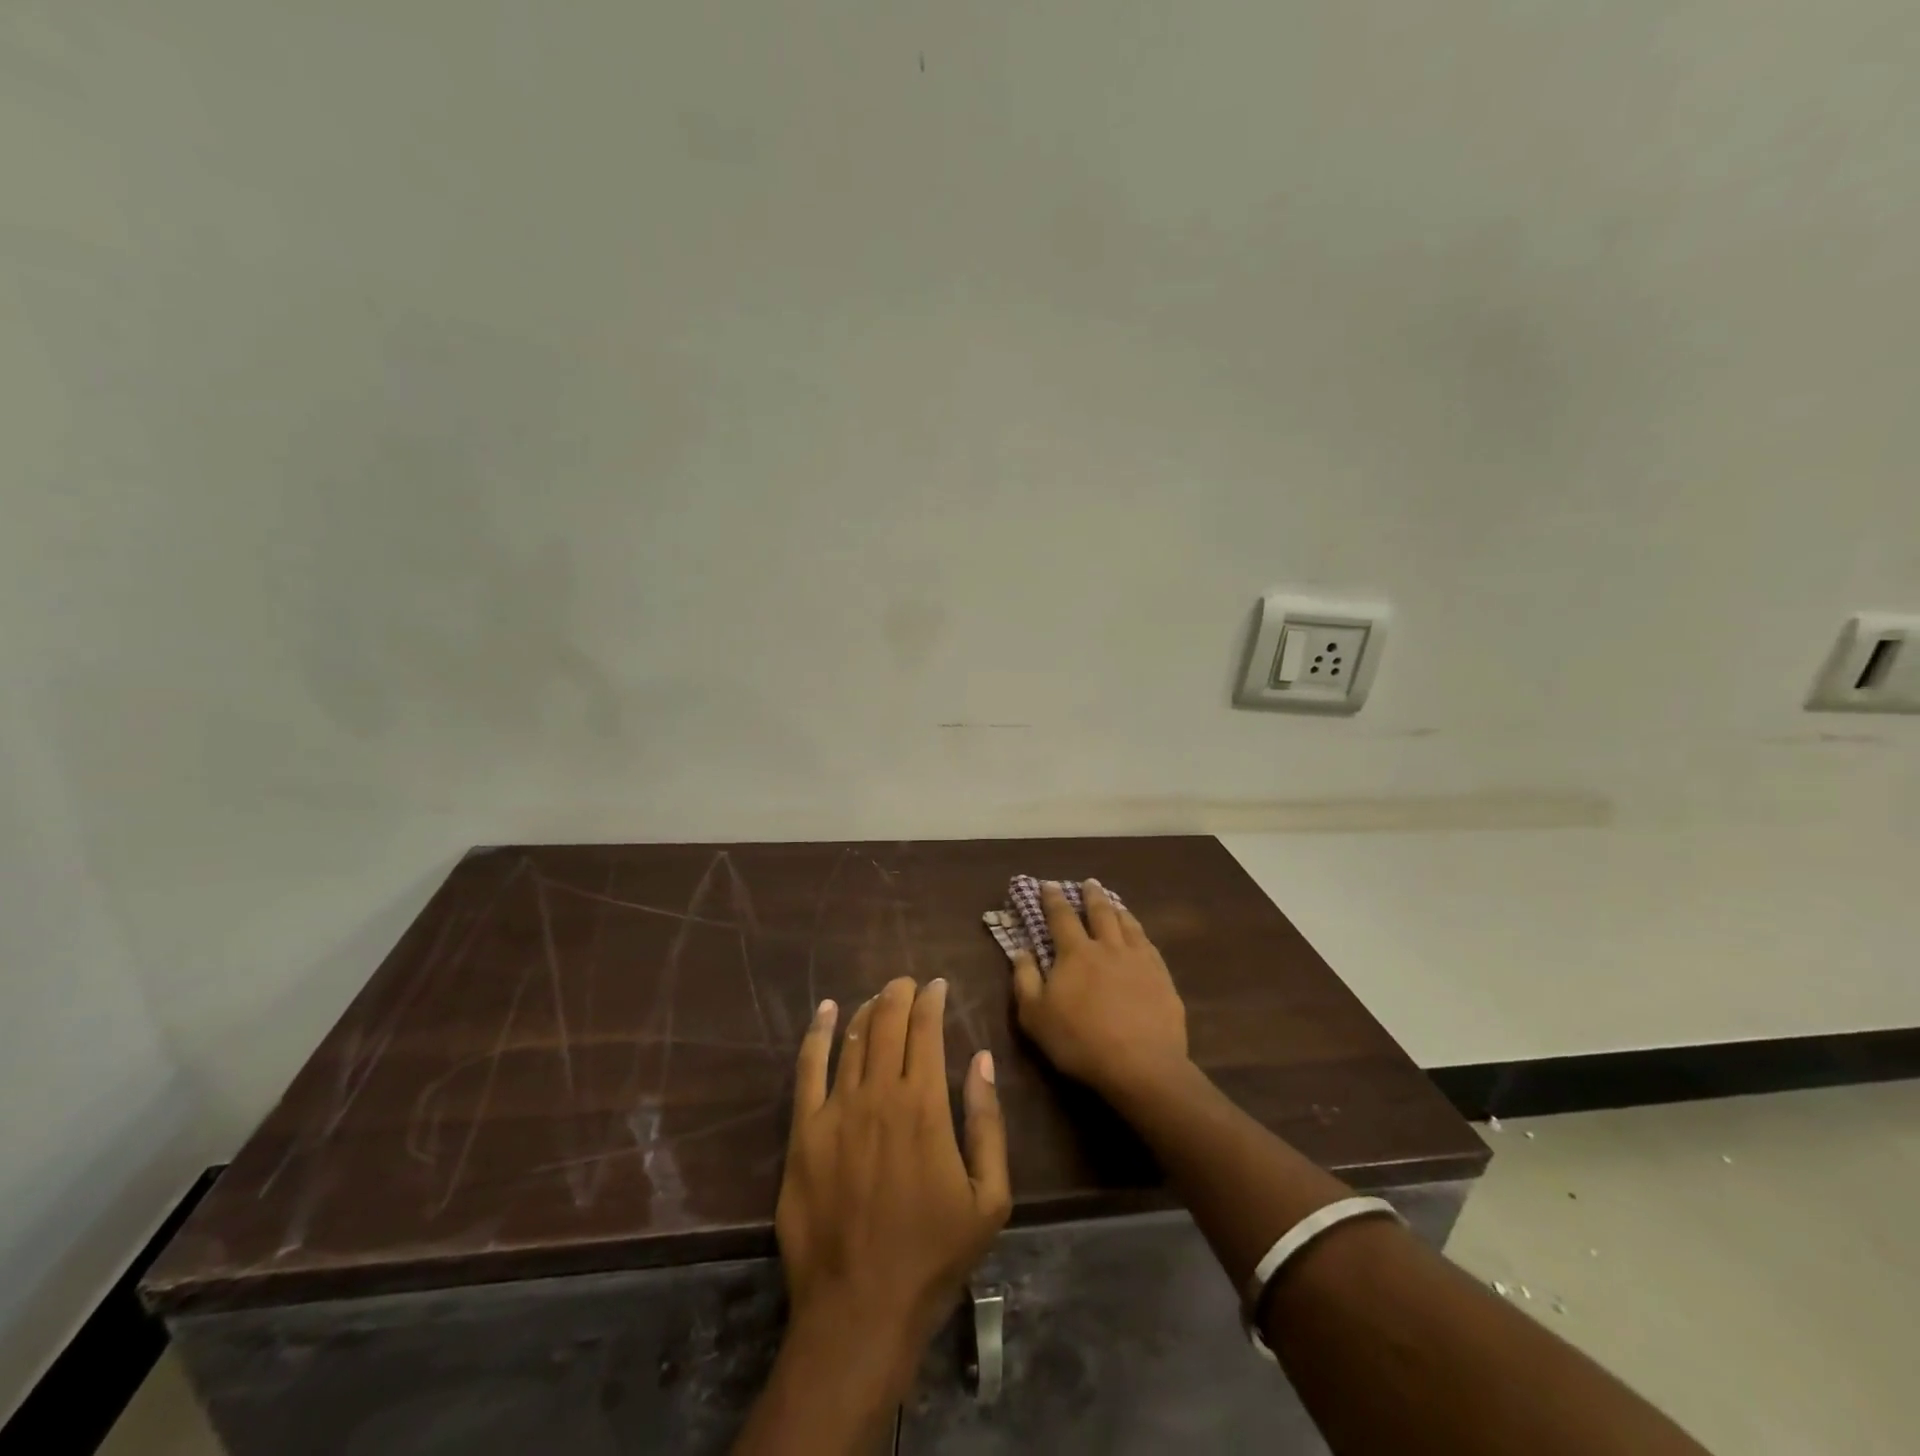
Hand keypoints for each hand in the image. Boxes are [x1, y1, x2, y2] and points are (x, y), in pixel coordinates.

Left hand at [775, 977, 1010, 1396]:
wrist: (859, 1311)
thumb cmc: (933, 1256)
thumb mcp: (989, 1198)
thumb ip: (987, 1123)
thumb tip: (981, 1059)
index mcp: (925, 1107)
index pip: (926, 1031)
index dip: (932, 1000)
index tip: (938, 985)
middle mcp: (879, 1095)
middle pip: (887, 1024)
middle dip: (899, 994)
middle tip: (907, 982)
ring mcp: (835, 1111)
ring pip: (852, 1039)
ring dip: (867, 1010)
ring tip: (878, 998)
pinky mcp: (803, 1133)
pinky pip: (807, 1068)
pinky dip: (818, 1033)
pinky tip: (825, 1012)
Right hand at [1011, 880, 1189, 1099]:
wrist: (1141, 1065)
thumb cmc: (1079, 1041)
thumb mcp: (1035, 1016)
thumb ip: (1025, 979)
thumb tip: (1020, 950)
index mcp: (1075, 953)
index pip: (1061, 917)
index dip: (1053, 899)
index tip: (1048, 884)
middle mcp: (1108, 947)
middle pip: (1100, 912)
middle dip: (1091, 895)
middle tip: (1089, 882)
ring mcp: (1139, 960)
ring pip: (1128, 925)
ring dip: (1118, 909)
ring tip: (1115, 902)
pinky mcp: (1162, 978)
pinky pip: (1149, 946)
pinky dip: (1140, 934)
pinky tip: (1141, 937)